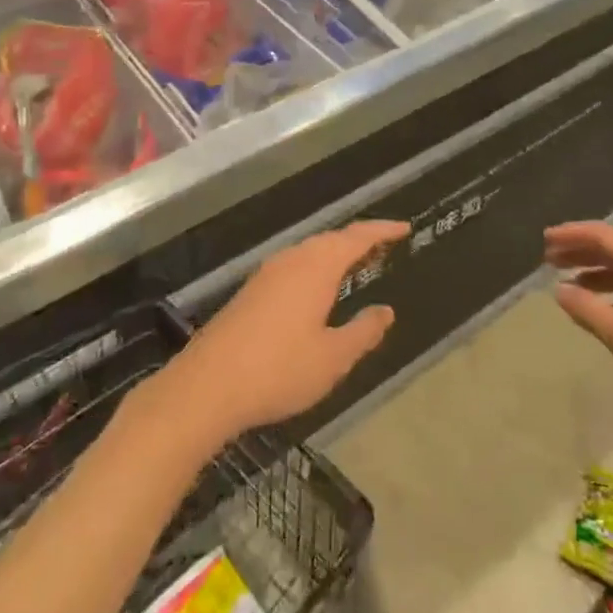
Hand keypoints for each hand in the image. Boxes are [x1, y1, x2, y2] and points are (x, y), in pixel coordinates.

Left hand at [151, 220, 406, 446]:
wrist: (208, 384)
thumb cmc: (278, 370)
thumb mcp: (332, 358)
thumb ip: (363, 332)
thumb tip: (385, 311)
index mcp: (317, 267)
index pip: (357, 237)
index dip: (382, 231)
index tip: (405, 228)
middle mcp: (293, 259)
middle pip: (332, 239)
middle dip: (360, 240)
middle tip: (385, 246)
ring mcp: (269, 272)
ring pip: (311, 251)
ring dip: (336, 253)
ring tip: (357, 265)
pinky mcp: (253, 290)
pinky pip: (296, 264)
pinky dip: (317, 266)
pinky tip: (318, 289)